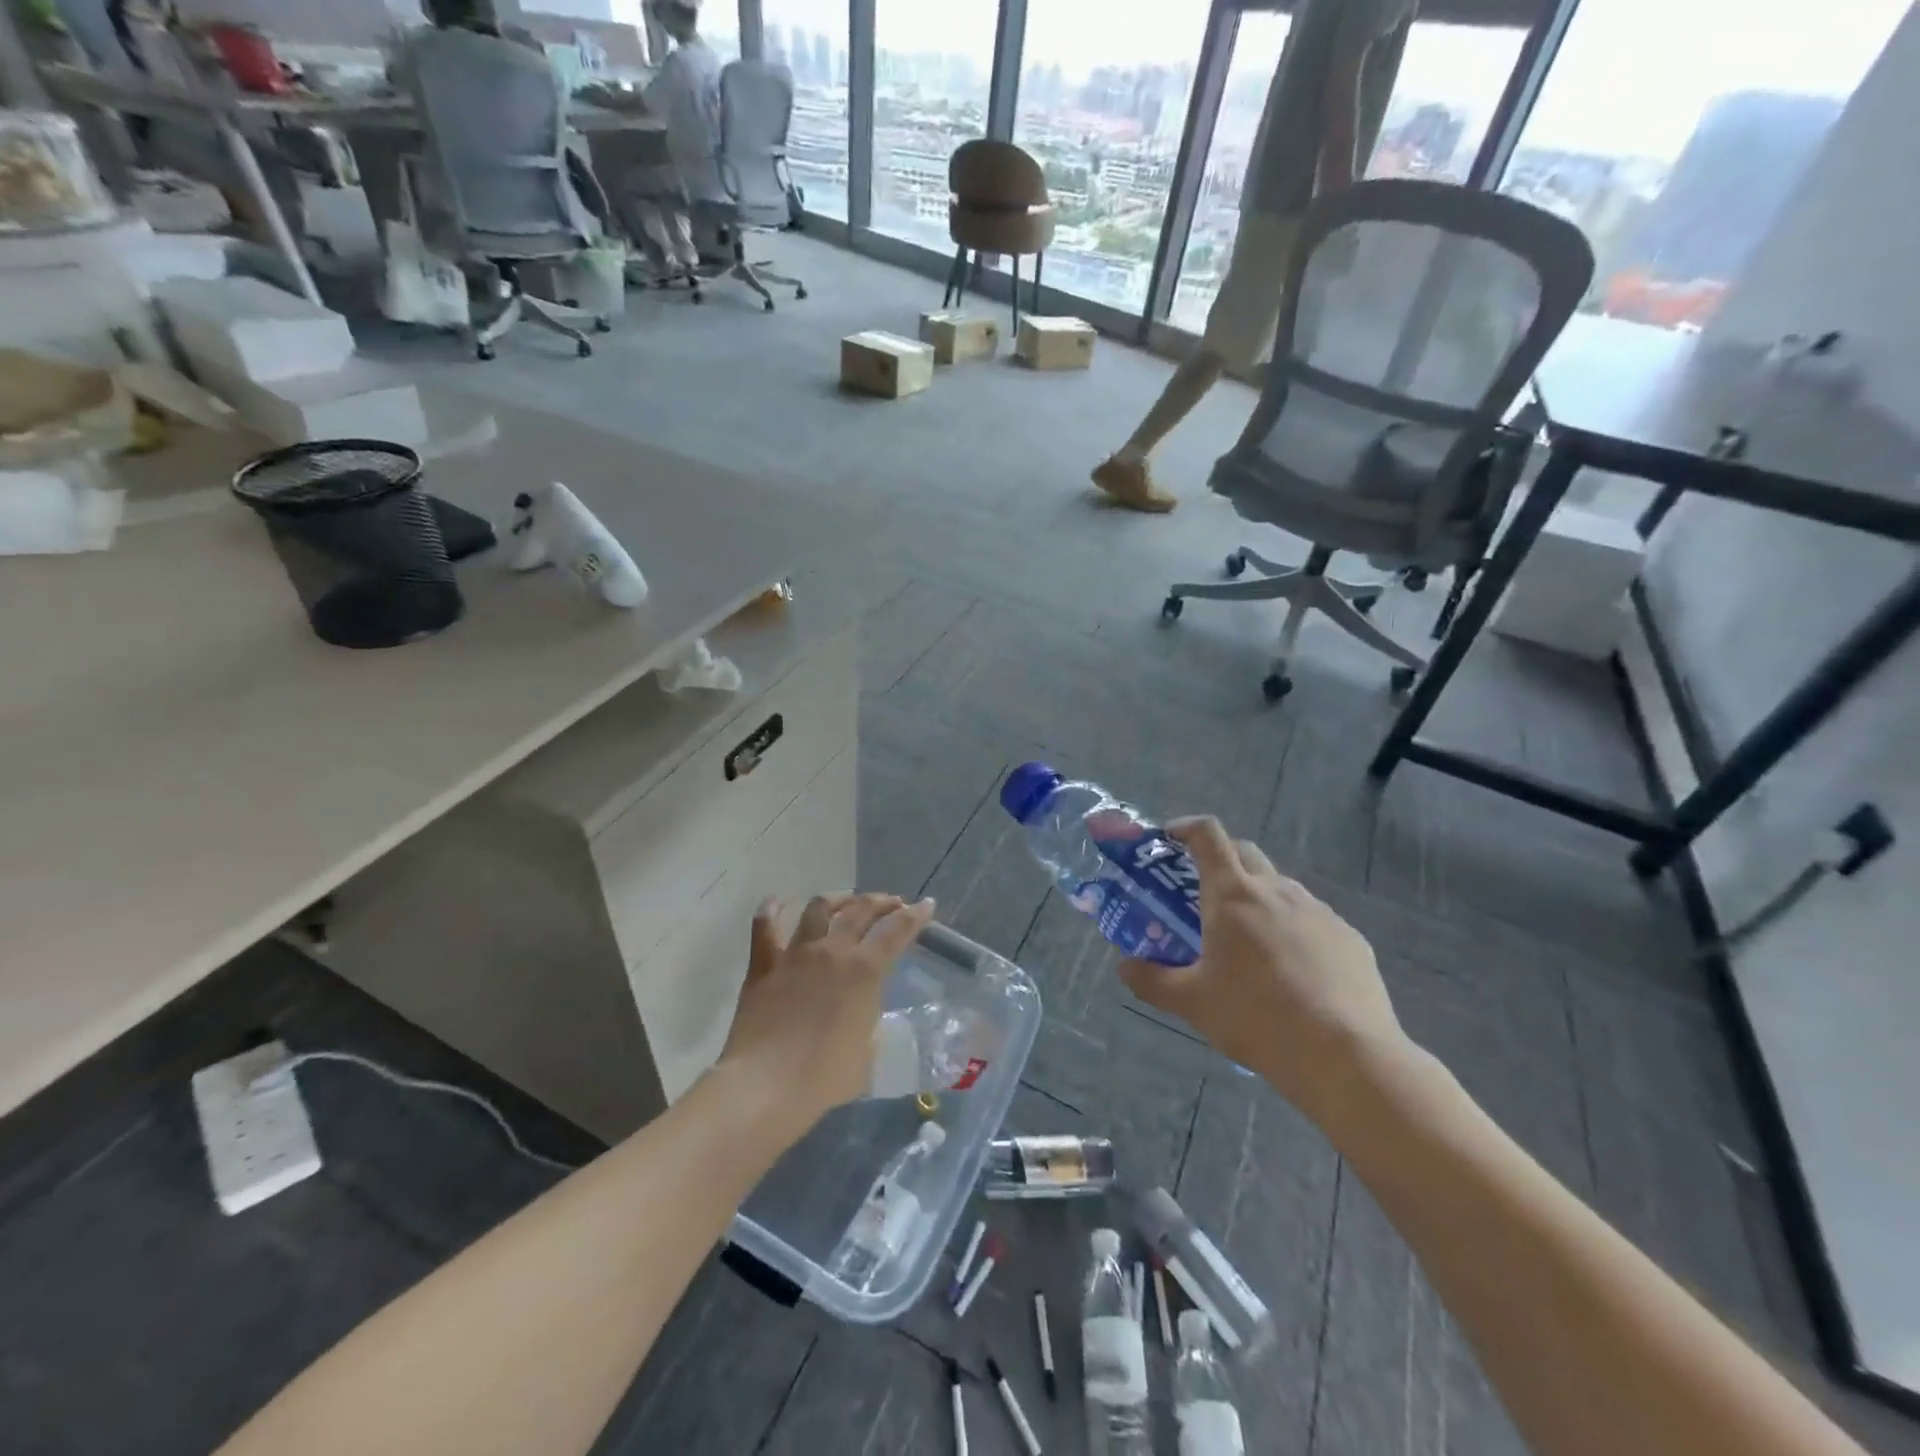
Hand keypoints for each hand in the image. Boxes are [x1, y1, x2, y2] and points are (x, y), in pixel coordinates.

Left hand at [718, 892, 935, 1138]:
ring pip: (819, 908)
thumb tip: (863, 1010)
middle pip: (861, 910)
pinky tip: (776, 902)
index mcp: (865, 971)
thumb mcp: (866, 1051)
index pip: (897, 931)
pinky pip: (765, 927)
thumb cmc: (825, 1077)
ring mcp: (795, 954)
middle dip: (881, 902)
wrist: (766, 1086)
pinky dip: (771, 910)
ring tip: (846, 901)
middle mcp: (832, 951)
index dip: (915, 915)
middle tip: (892, 904)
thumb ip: (869, 1021)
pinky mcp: (764, 965)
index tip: (926, 904)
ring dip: (838, 899)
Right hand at [1119, 818, 1407, 1125]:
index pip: (1208, 835)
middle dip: (1220, 858)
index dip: (1187, 828)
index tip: (1170, 838)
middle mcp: (1277, 890)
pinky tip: (1291, 970)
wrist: (1346, 1056)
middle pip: (1245, 852)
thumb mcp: (1192, 1003)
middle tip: (1202, 891)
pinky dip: (1292, 929)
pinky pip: (1312, 920)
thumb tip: (1124, 967)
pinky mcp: (1350, 938)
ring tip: (1247, 938)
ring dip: (1258, 896)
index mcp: (1233, 894)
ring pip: (1280, 887)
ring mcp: (1319, 912)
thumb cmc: (1256, 1018)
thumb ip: (1151, 980)